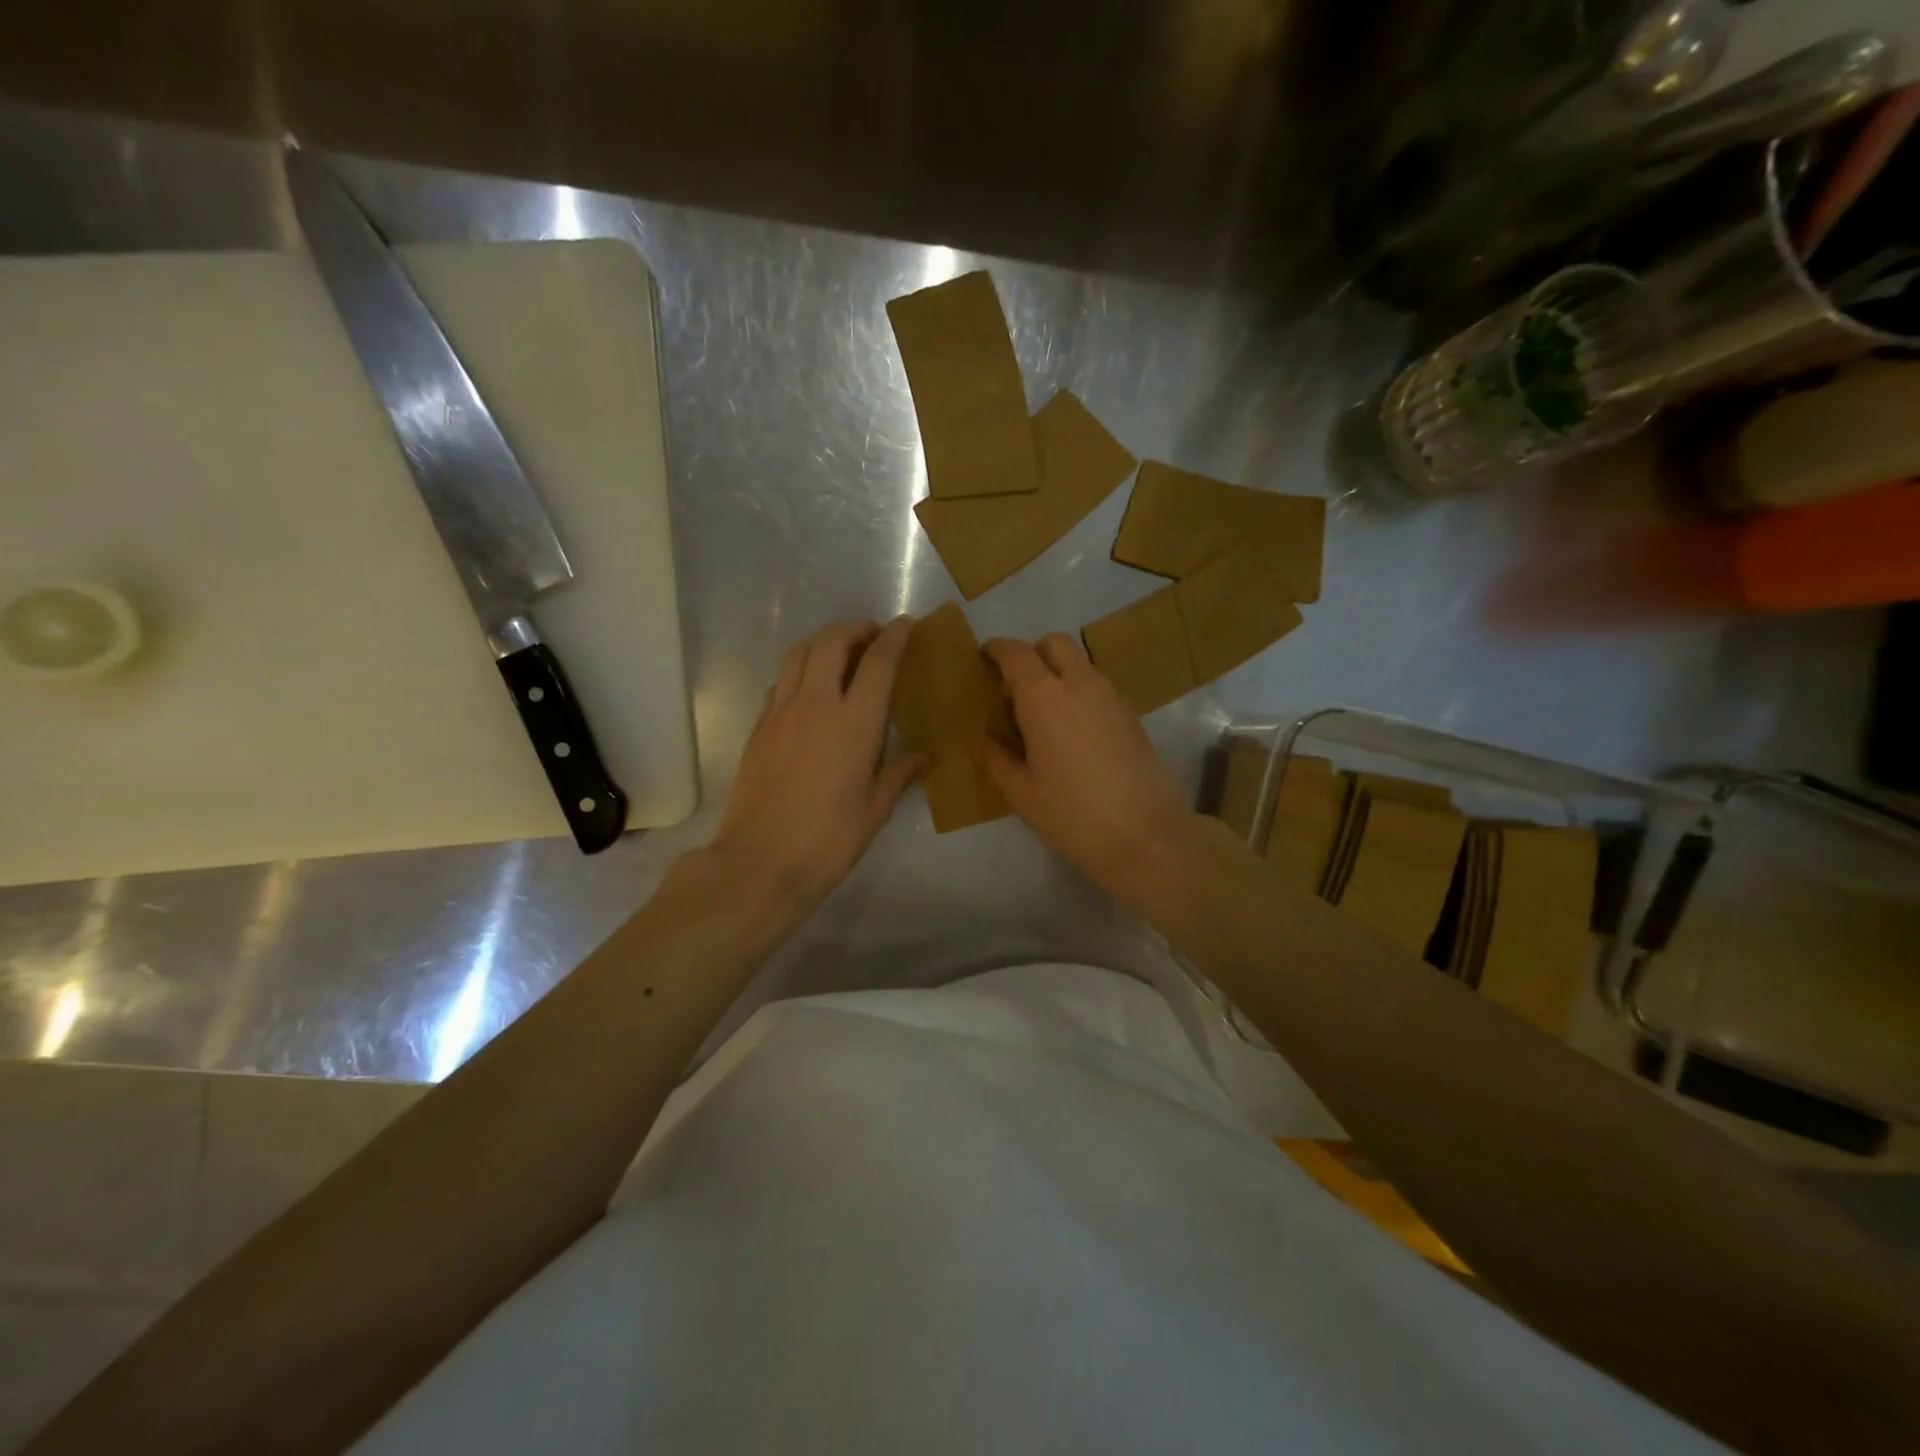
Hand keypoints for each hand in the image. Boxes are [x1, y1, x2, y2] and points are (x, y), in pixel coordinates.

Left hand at [713, 617, 922, 908]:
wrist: (760, 863)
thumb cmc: (828, 841)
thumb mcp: (874, 811)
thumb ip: (898, 775)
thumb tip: (920, 758)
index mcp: (855, 723)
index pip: (878, 662)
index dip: (895, 636)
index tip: (906, 624)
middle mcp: (817, 704)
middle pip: (832, 641)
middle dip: (856, 629)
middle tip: (873, 638)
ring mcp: (781, 712)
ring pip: (799, 653)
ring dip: (824, 642)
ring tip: (841, 653)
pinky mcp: (759, 727)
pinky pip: (781, 681)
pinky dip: (800, 671)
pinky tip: (811, 691)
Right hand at [980, 633, 1199, 893]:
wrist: (1146, 835)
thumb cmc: (1073, 814)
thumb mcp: (1022, 794)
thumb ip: (998, 760)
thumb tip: (988, 742)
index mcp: (1044, 697)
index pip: (1016, 653)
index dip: (996, 650)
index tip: (984, 659)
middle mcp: (1080, 684)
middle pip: (1054, 643)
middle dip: (1032, 654)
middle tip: (1017, 688)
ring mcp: (1111, 696)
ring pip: (1081, 663)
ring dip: (1059, 673)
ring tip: (1045, 714)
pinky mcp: (1132, 714)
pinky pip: (1098, 686)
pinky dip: (1080, 692)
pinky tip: (1074, 731)